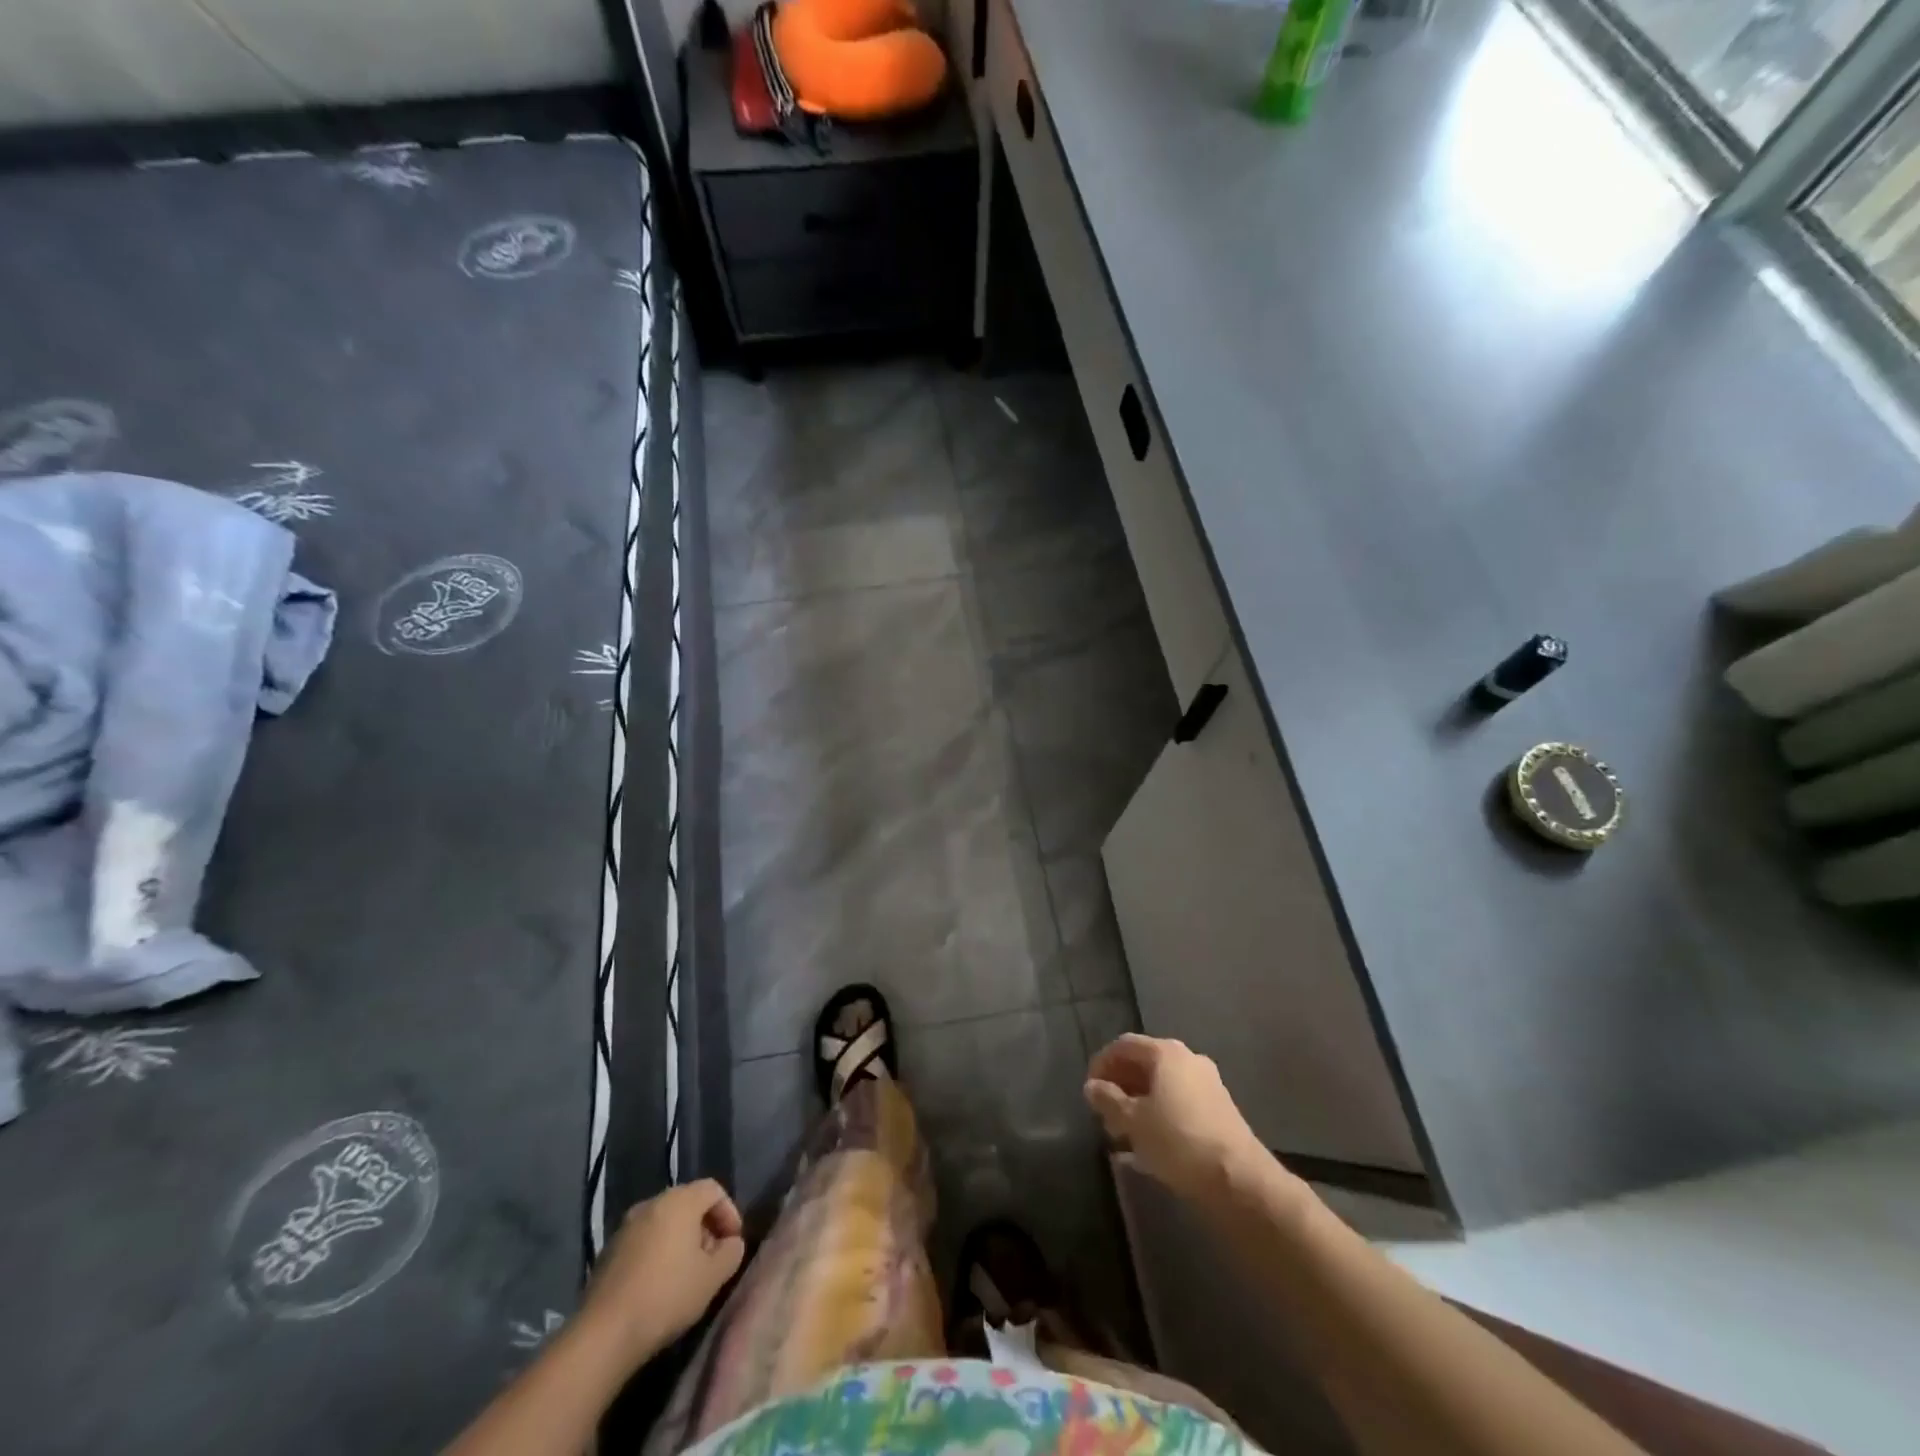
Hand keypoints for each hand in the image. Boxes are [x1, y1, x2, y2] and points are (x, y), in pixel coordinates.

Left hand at [578, 1181, 745, 1369]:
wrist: (603, 1334)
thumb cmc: (667, 1296)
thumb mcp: (713, 1277)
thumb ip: (731, 1252)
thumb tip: (730, 1243)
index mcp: (679, 1200)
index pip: (714, 1190)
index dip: (730, 1213)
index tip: (733, 1243)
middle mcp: (651, 1203)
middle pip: (688, 1203)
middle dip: (705, 1227)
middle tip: (712, 1259)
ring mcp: (625, 1226)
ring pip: (664, 1222)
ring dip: (681, 1241)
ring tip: (687, 1274)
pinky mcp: (608, 1252)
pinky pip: (643, 1240)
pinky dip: (658, 1252)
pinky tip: (658, 1285)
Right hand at [1084, 1035, 1273, 1203]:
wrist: (1239, 1179)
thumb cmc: (1178, 1140)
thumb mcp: (1133, 1121)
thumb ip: (1108, 1100)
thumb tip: (1092, 1087)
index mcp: (1166, 1052)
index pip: (1124, 1045)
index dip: (1101, 1064)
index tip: (1089, 1091)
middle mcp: (1188, 1059)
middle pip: (1144, 1063)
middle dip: (1120, 1086)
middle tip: (1104, 1114)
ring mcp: (1207, 1083)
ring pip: (1162, 1085)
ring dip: (1138, 1103)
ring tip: (1122, 1133)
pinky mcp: (1218, 1109)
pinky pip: (1178, 1102)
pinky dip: (1159, 1115)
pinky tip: (1148, 1144)